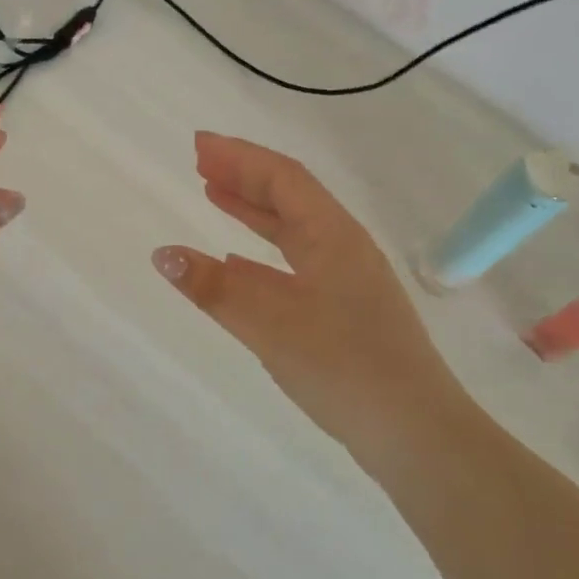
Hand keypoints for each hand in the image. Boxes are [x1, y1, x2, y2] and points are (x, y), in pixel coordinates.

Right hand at [152, 132, 453, 452]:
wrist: (415, 433)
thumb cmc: (343, 365)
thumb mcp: (270, 323)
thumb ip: (214, 288)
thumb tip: (162, 254)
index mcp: (333, 236)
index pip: (282, 178)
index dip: (239, 157)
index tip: (198, 145)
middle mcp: (343, 248)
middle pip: (289, 197)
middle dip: (244, 176)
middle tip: (201, 162)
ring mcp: (348, 281)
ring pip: (293, 231)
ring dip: (253, 210)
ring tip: (213, 195)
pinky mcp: (346, 312)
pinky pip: (296, 265)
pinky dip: (262, 254)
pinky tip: (237, 265)